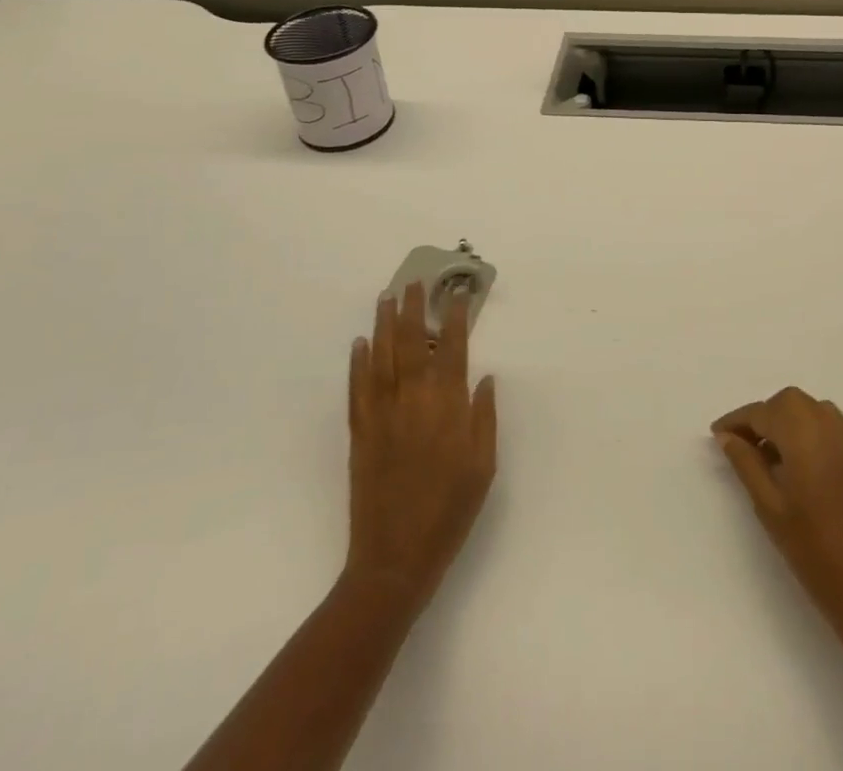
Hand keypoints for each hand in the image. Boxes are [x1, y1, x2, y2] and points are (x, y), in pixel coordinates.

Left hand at [345, 281, 497, 612]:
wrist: (395, 559)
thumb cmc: (449, 513)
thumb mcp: (484, 468)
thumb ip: (484, 418)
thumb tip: (485, 377)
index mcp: (447, 407)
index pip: (453, 349)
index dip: (456, 318)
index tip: (457, 294)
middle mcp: (413, 401)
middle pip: (413, 343)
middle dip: (415, 310)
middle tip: (415, 282)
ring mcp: (382, 415)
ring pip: (382, 358)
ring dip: (384, 325)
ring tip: (386, 298)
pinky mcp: (360, 433)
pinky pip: (357, 388)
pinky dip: (357, 363)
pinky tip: (359, 343)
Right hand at [713, 388, 842, 644]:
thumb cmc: (813, 550)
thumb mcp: (769, 506)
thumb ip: (746, 463)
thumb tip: (727, 436)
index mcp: (803, 433)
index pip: (762, 412)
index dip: (736, 421)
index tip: (717, 434)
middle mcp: (829, 426)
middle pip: (788, 403)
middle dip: (763, 416)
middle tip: (742, 444)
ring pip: (810, 411)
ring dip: (786, 421)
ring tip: (768, 454)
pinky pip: (828, 428)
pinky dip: (807, 432)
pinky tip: (796, 466)